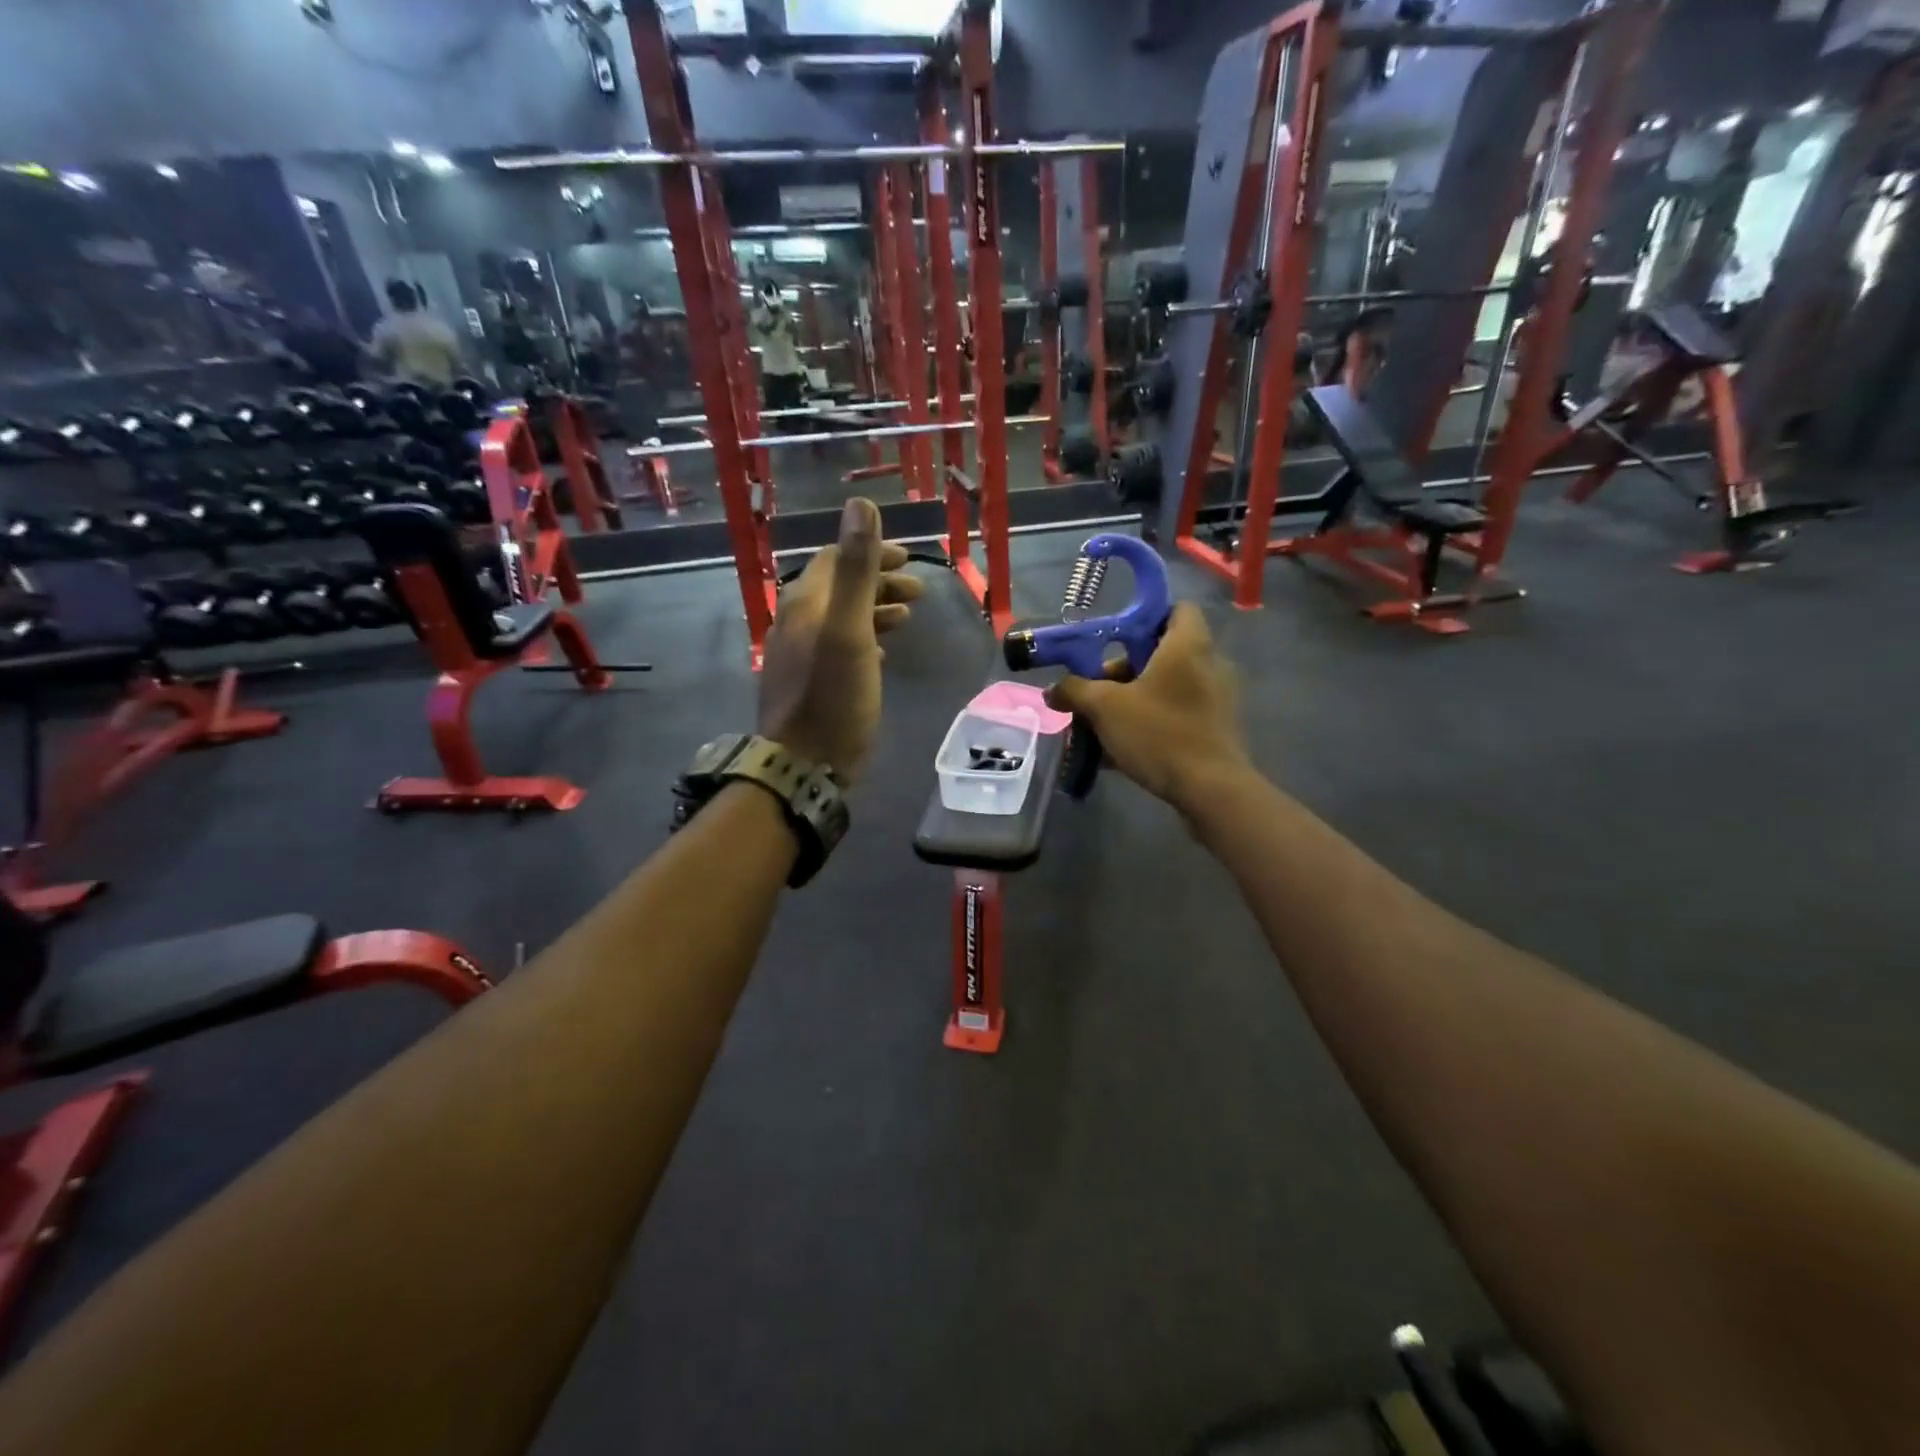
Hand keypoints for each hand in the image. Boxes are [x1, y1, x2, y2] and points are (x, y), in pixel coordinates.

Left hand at [758, 498, 922, 783]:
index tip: (910, 561)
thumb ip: (856, 569)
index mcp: (805, 603)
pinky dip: (865, 638)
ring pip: (841, 618)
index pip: (835, 559)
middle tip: (919, 592)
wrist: (804, 764)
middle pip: (839, 588)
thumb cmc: (833, 696)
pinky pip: (839, 646)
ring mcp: (800, 654)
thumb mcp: (849, 628)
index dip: (873, 553)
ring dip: (875, 610)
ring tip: (909, 617)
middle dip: (880, 582)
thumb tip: (861, 506)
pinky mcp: (809, 682)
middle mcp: (797, 622)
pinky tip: (883, 652)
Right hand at [1046, 603, 1249, 810]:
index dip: (1145, 617)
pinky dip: (1150, 722)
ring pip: (1165, 687)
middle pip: (1162, 652)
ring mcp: (1215, 698)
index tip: (1114, 639)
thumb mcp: (1104, 708)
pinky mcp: (1215, 728)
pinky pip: (1175, 713)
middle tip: (1096, 691)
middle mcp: (1208, 664)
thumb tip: (1052, 690)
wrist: (1210, 789)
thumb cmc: (1159, 733)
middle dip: (1124, 669)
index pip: (1176, 609)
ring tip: (1102, 724)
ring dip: (1133, 699)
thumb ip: (1074, 691)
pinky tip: (1120, 749)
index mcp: (1187, 646)